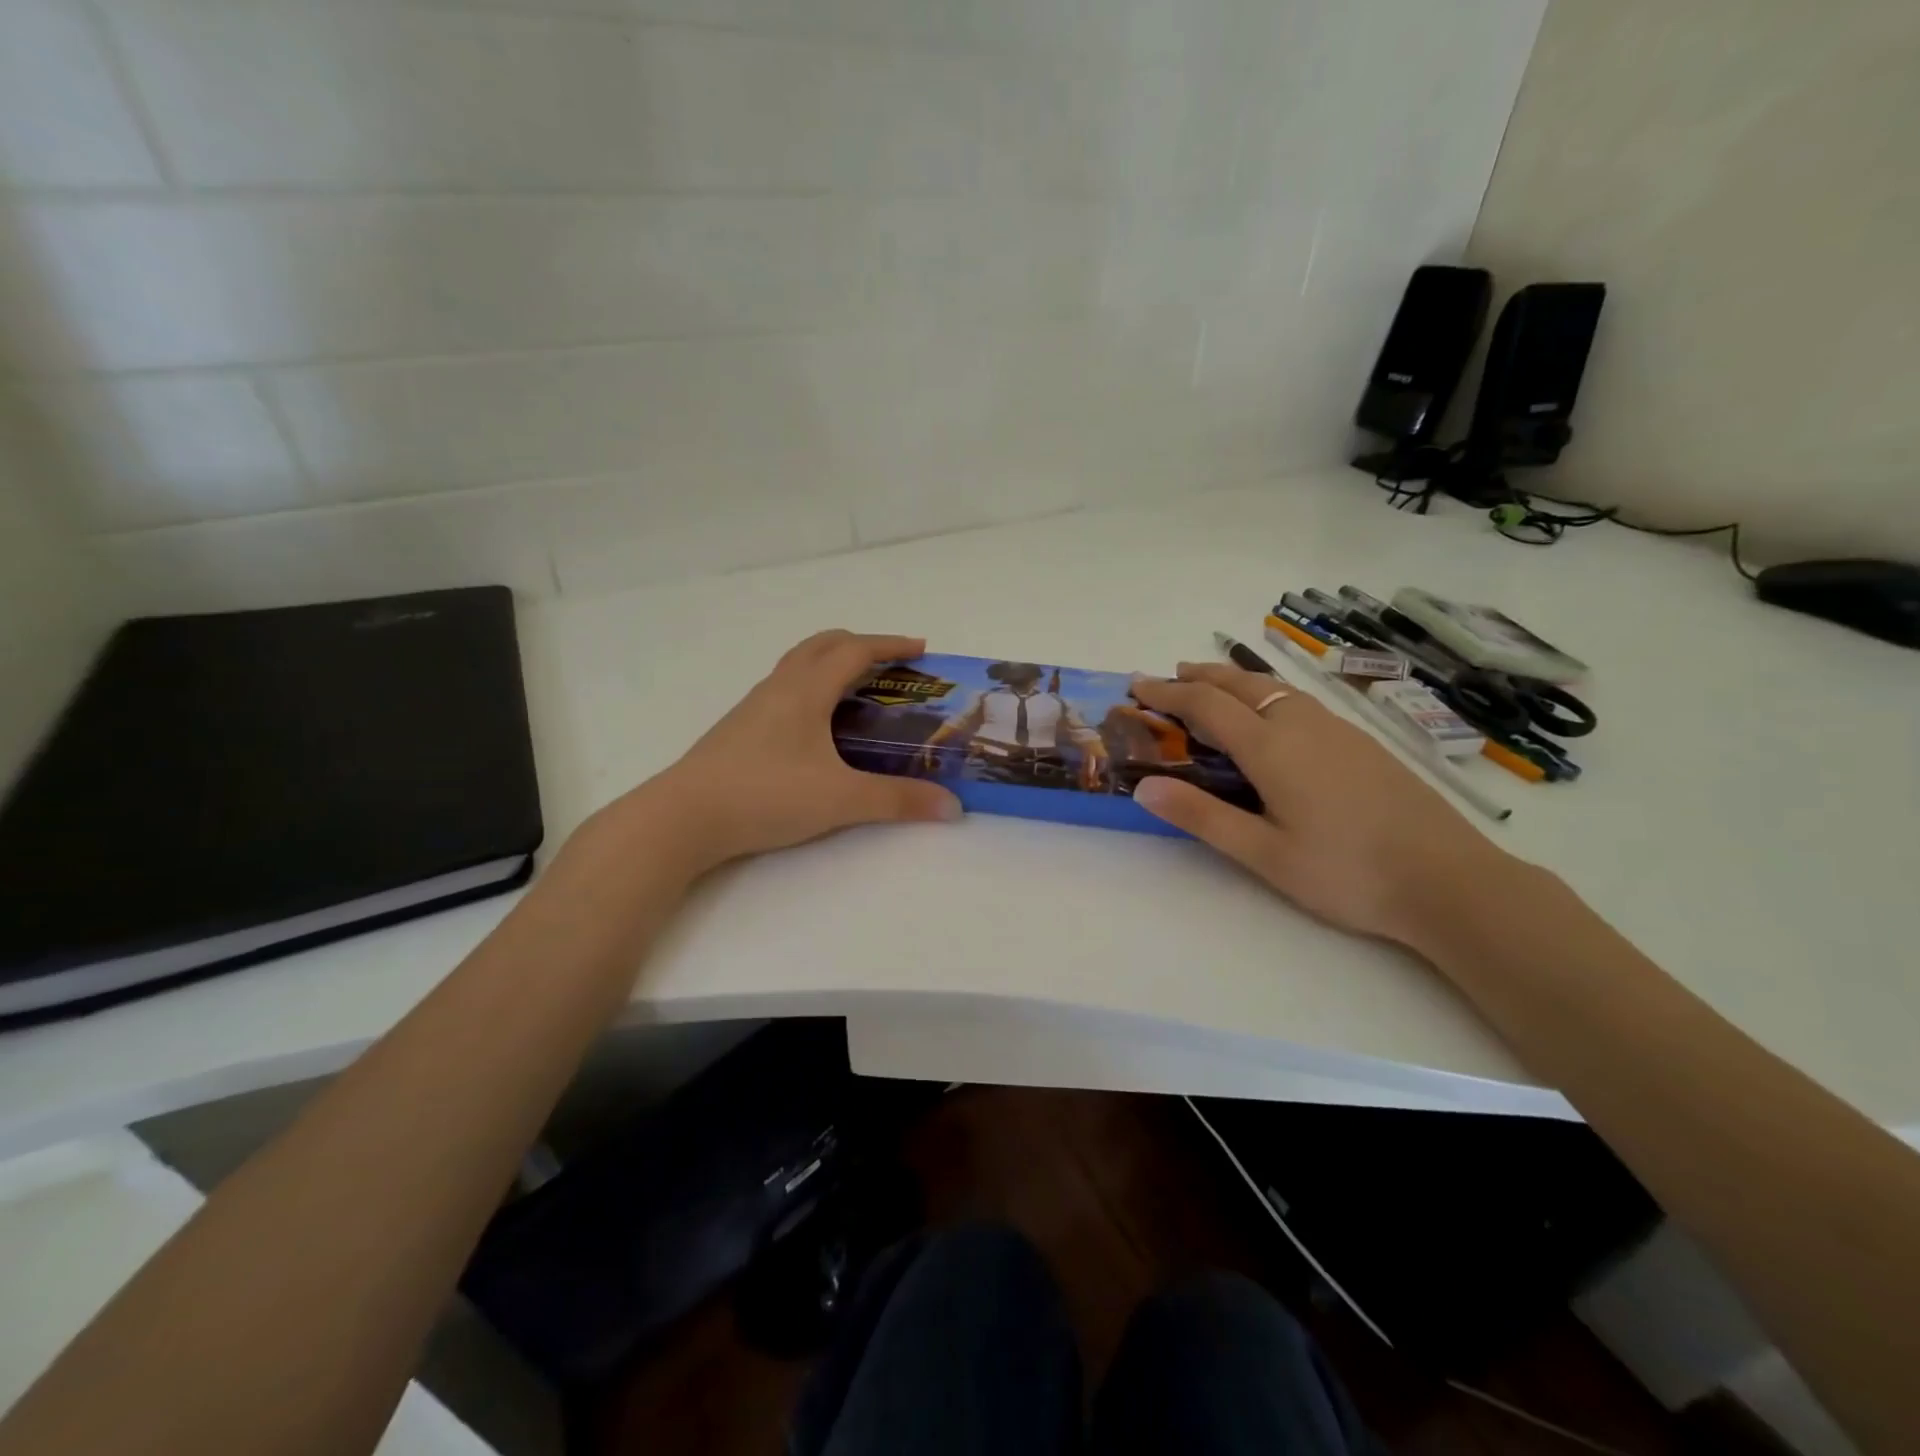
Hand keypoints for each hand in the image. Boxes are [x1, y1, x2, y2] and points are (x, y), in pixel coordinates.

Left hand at [631, 631, 962, 871]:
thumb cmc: (766, 795)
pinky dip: (810, 689)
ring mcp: (754, 707)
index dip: (891, 645)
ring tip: (856, 691)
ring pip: (797, 666)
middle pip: (822, 645)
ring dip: (830, 664)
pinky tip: (816, 727)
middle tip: (890, 665)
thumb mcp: (841, 799)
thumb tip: (952, 807)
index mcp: (806, 690)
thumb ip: (898, 801)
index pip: (855, 650)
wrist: (684, 817)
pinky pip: (783, 691)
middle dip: (860, 645)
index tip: (922, 650)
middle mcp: (779, 688)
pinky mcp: (739, 729)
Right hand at [1128, 663, 1513, 946]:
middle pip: (1241, 684)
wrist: (1449, 879)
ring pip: (1274, 689)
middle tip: (1168, 676)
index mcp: (1272, 748)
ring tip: (1211, 686)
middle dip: (1199, 676)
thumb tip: (1143, 787)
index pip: (1206, 705)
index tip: (1136, 686)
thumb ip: (1202, 816)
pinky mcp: (1361, 743)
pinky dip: (1265, 695)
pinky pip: (1298, 702)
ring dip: (1234, 682)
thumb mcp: (1264, 853)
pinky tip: (1271, 718)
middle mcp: (1301, 725)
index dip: (1167, 693)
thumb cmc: (1346, 871)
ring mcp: (1336, 730)